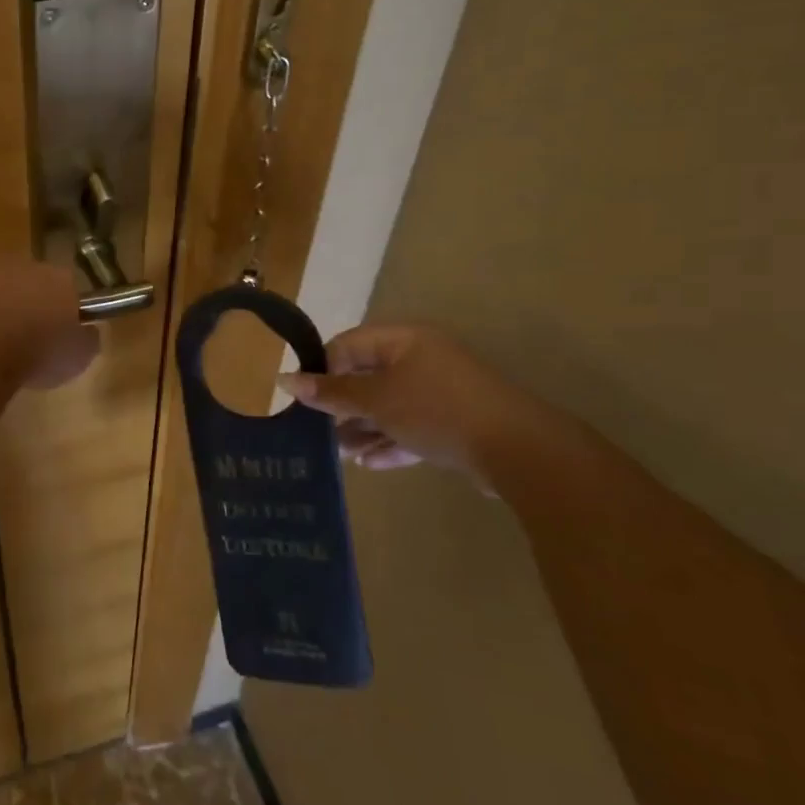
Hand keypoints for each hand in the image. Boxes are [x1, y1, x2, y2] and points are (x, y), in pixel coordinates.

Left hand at [0, 260, 98, 388]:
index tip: (61, 334)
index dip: (65, 311)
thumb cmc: (40, 350)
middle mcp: (25, 267)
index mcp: (61, 279)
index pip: (69, 288)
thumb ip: (84, 340)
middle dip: (29, 306)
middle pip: (30, 285)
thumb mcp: (78, 356)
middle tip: (27, 340)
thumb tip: (86, 334)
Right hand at [277, 324, 545, 475]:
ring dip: (363, 428)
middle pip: (368, 377)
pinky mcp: (454, 424)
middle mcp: (422, 360)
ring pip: (389, 406)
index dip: (323, 369)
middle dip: (342, 405)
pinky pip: (412, 427)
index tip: (305, 400)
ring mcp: (441, 393)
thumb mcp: (376, 400)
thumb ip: (331, 392)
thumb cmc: (437, 410)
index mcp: (404, 340)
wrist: (518, 450)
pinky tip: (369, 464)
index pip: (348, 345)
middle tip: (319, 431)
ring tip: (341, 453)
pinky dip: (390, 442)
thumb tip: (286, 380)